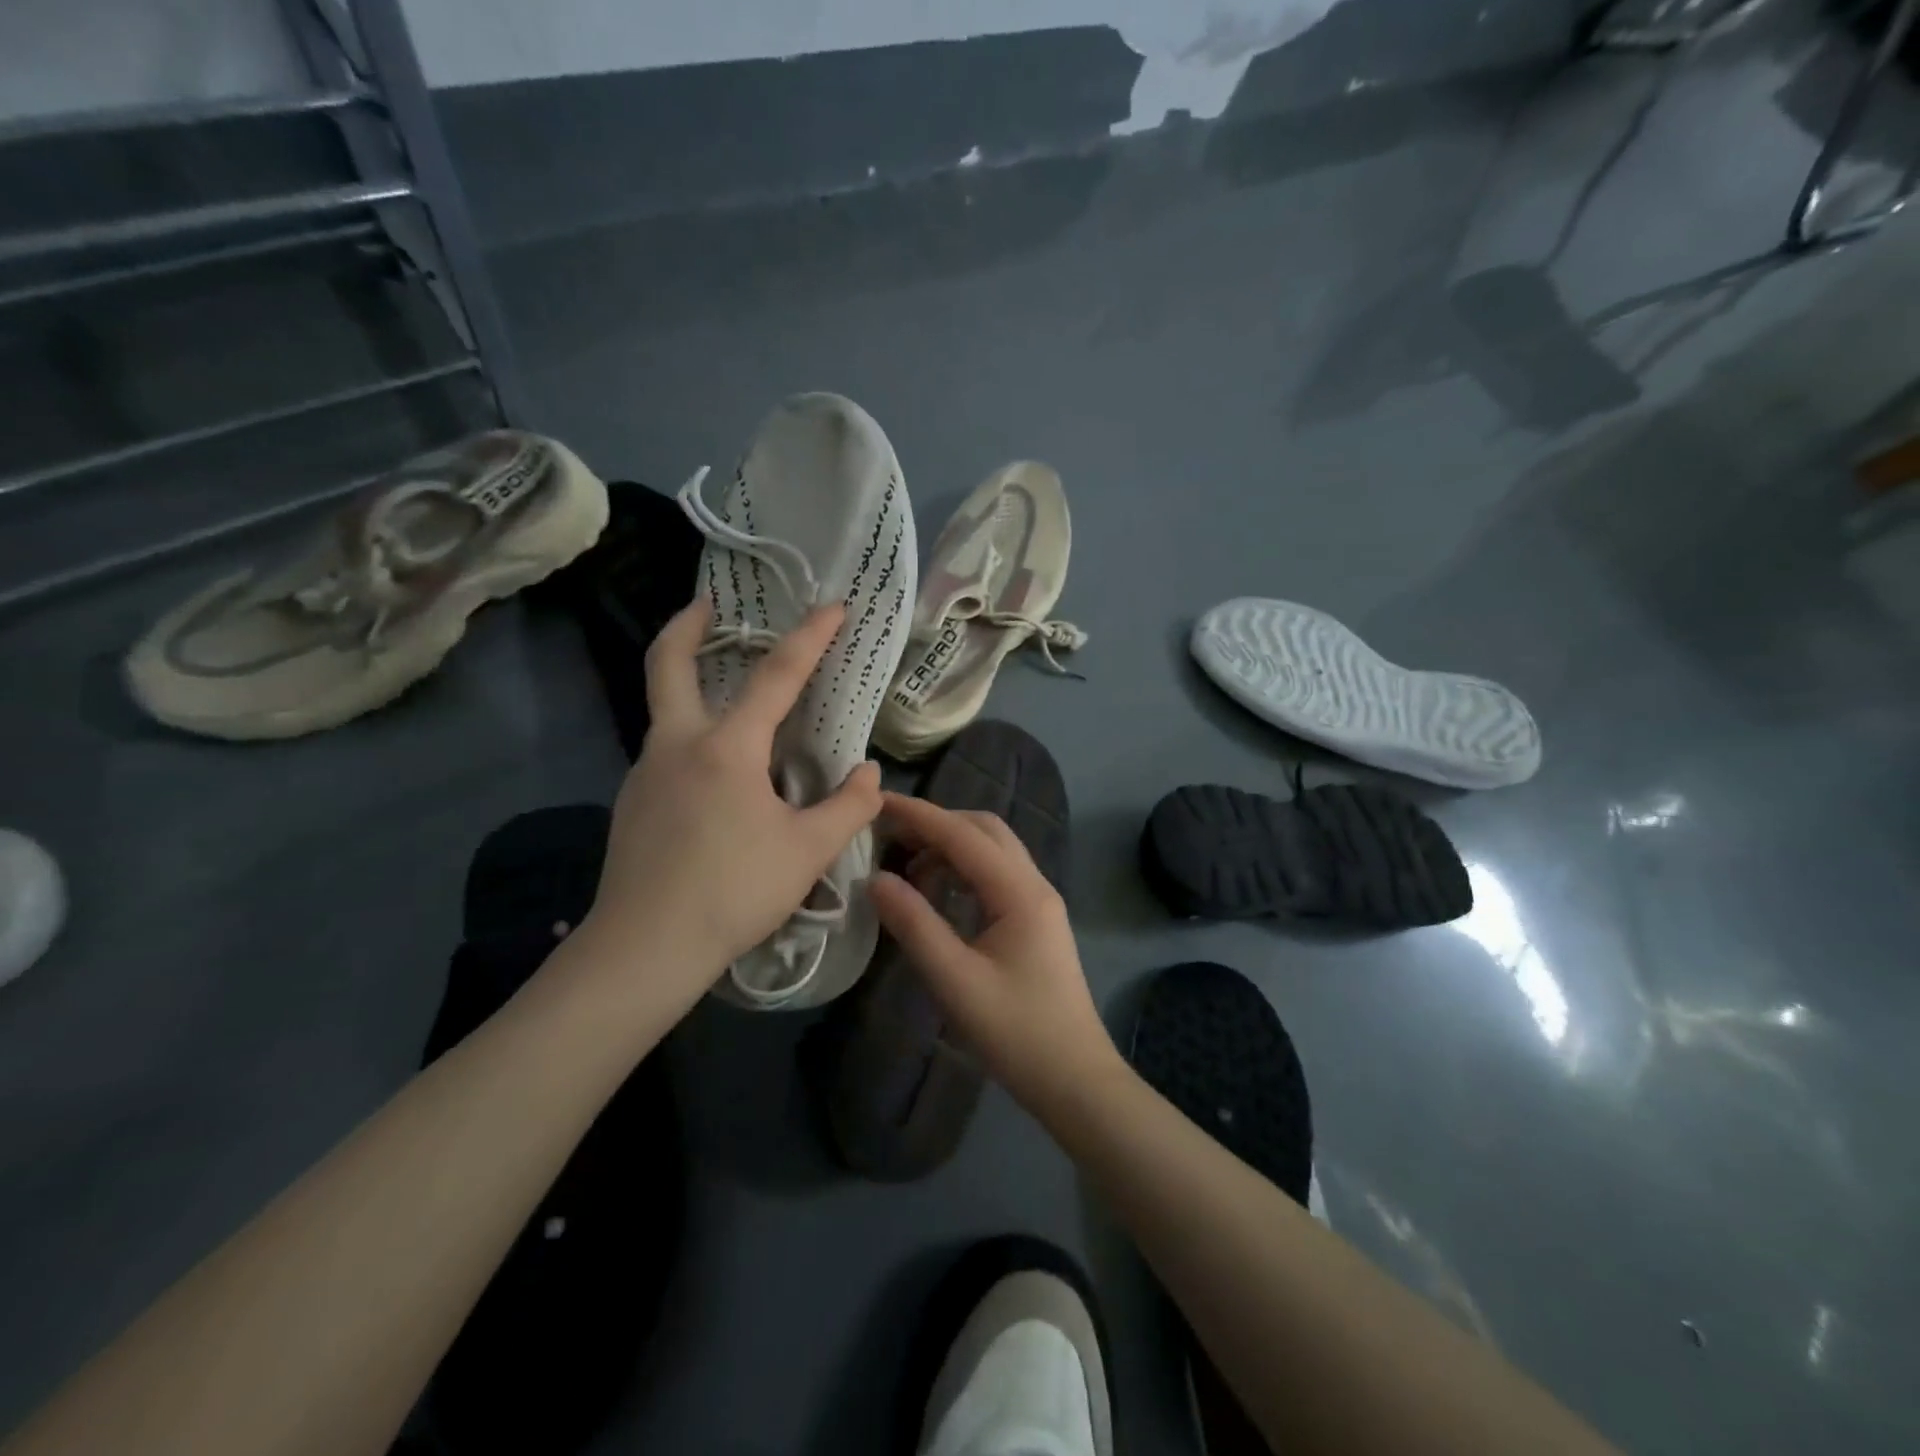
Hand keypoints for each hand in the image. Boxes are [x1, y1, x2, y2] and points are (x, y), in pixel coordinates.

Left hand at [583, 599, 882, 1002]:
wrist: (644, 948)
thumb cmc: (734, 892)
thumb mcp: (808, 851)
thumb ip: (849, 807)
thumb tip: (869, 774)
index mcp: (726, 748)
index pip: (776, 675)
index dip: (810, 636)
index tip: (834, 606)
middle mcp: (677, 745)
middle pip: (667, 663)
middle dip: (687, 626)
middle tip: (710, 605)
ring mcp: (646, 772)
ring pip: (665, 710)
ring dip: (690, 685)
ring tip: (732, 703)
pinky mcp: (632, 803)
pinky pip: (665, 752)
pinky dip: (691, 738)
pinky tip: (716, 777)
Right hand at [870, 794, 1120, 1109]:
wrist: (1075, 1079)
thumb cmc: (1016, 1033)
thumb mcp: (955, 981)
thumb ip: (914, 925)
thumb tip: (876, 878)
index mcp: (1019, 892)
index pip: (963, 835)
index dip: (918, 815)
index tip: (877, 801)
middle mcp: (1034, 884)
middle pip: (984, 830)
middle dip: (936, 824)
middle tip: (890, 837)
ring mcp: (1039, 901)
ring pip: (993, 850)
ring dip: (951, 847)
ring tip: (908, 869)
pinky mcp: (1036, 920)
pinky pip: (997, 875)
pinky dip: (964, 870)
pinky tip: (939, 894)